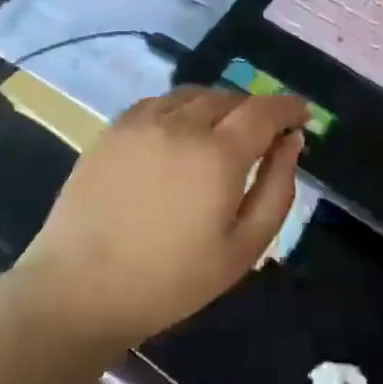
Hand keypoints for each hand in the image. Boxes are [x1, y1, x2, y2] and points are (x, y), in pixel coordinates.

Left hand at [12, 86, 307, 353]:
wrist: (79, 288)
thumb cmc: (170, 280)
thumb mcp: (242, 249)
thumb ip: (276, 189)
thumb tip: (292, 142)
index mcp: (219, 154)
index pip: (265, 110)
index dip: (288, 106)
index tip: (302, 113)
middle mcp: (182, 124)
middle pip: (230, 97)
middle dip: (254, 110)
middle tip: (262, 136)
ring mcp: (143, 122)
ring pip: (194, 95)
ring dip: (218, 106)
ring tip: (221, 133)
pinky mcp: (115, 128)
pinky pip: (160, 102)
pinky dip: (182, 109)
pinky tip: (179, 134)